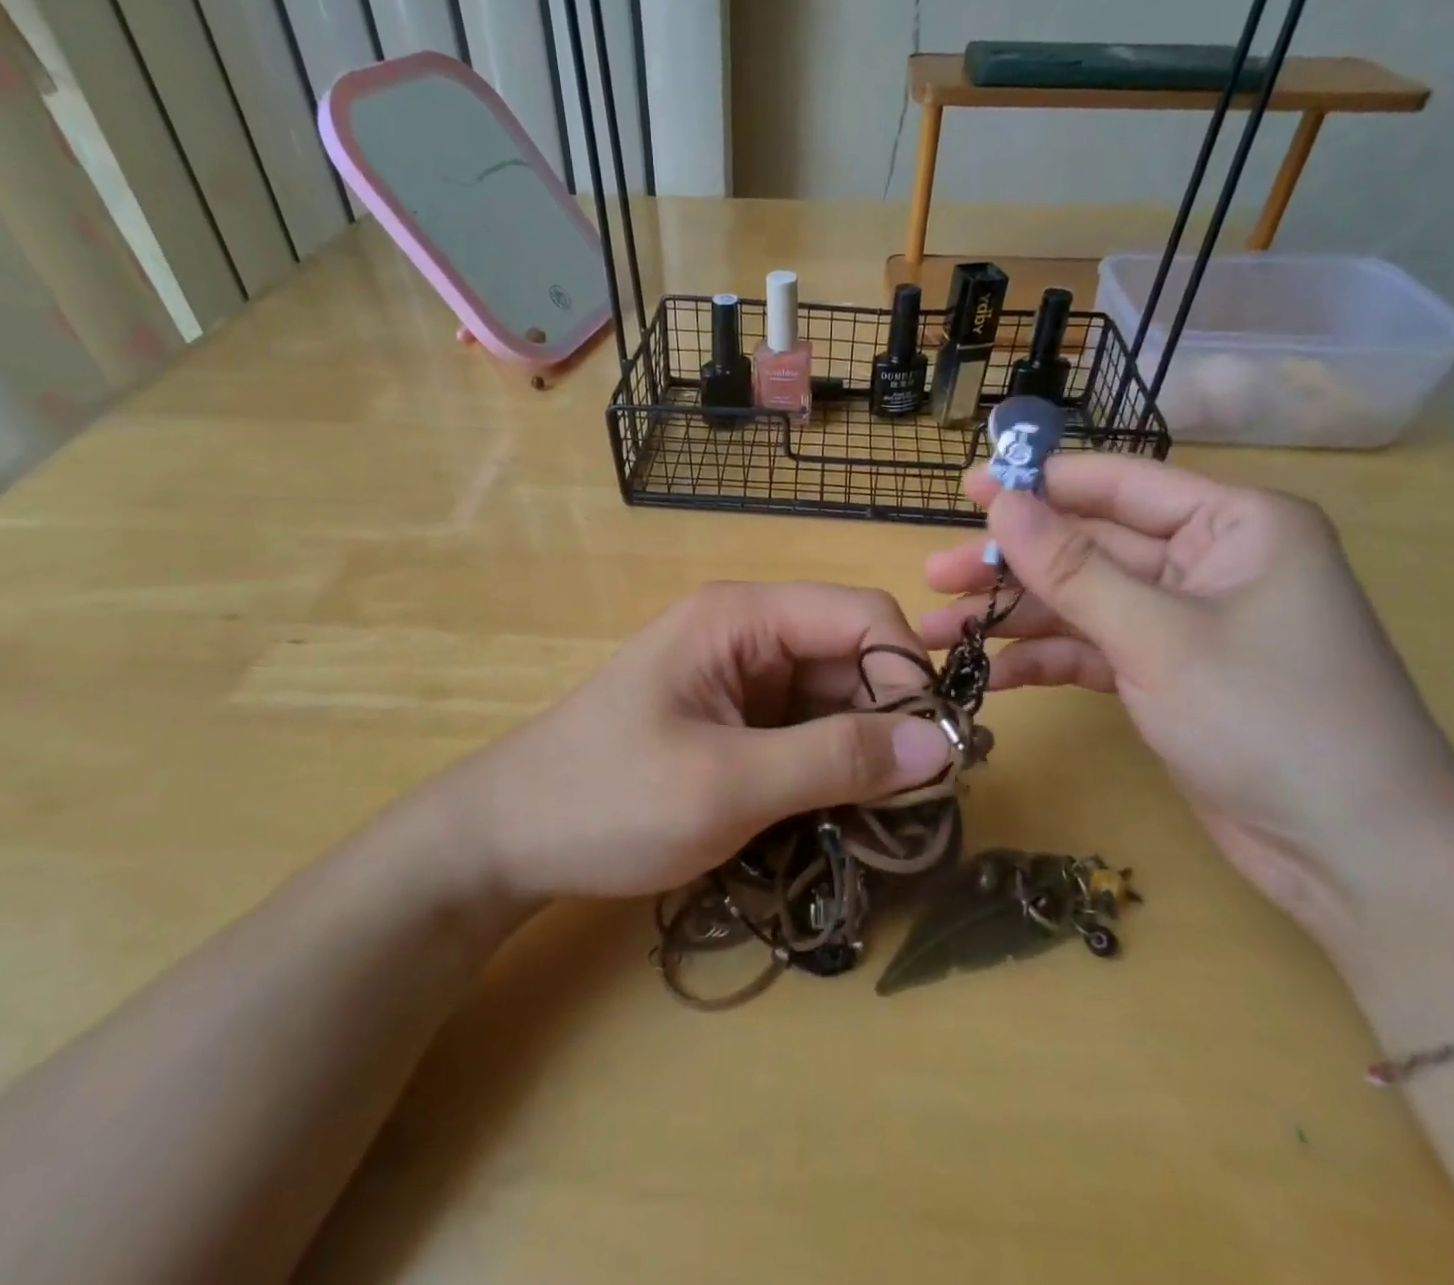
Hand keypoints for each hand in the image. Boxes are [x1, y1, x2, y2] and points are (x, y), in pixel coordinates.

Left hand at [423, 583, 953, 901]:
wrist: (508, 838)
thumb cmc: (607, 799)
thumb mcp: (727, 784)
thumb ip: (837, 760)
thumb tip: (945, 746)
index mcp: (742, 616)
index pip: (861, 615)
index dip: (907, 674)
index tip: (934, 752)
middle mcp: (748, 633)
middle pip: (853, 657)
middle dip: (890, 720)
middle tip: (911, 802)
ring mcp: (740, 677)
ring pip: (835, 698)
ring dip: (863, 752)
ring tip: (877, 819)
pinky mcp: (733, 719)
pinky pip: (805, 730)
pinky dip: (830, 768)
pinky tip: (835, 814)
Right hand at [919, 455, 1453, 934]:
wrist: (1354, 857)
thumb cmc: (1269, 719)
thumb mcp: (1157, 636)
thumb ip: (1071, 568)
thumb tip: (1000, 501)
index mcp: (1232, 525)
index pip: (1118, 484)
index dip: (1038, 484)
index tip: (966, 489)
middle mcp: (1207, 562)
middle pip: (1088, 547)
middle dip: (1010, 565)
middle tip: (935, 575)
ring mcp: (1183, 621)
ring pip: (1080, 602)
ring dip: (1013, 618)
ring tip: (937, 632)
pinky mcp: (1165, 673)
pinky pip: (1092, 650)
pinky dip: (1044, 661)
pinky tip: (990, 676)